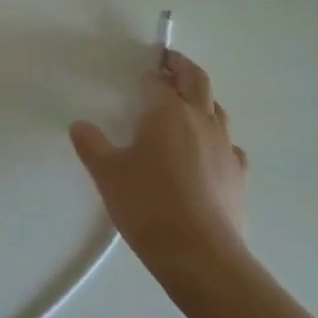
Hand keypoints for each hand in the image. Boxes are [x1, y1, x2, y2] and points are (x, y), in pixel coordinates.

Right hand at [69, 49, 248, 273]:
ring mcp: (224, 146)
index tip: (141, 71)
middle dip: (182, 67)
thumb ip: (91, 145)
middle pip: (197, 80)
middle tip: (170, 61)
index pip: (156, 82)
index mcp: (167, 112)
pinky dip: (218, 138)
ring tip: (188, 103)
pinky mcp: (238, 174)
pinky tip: (209, 151)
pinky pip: (229, 145)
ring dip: (202, 99)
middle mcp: (200, 120)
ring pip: (217, 109)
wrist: (200, 255)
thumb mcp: (107, 174)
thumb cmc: (148, 205)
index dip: (148, 74)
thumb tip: (79, 124)